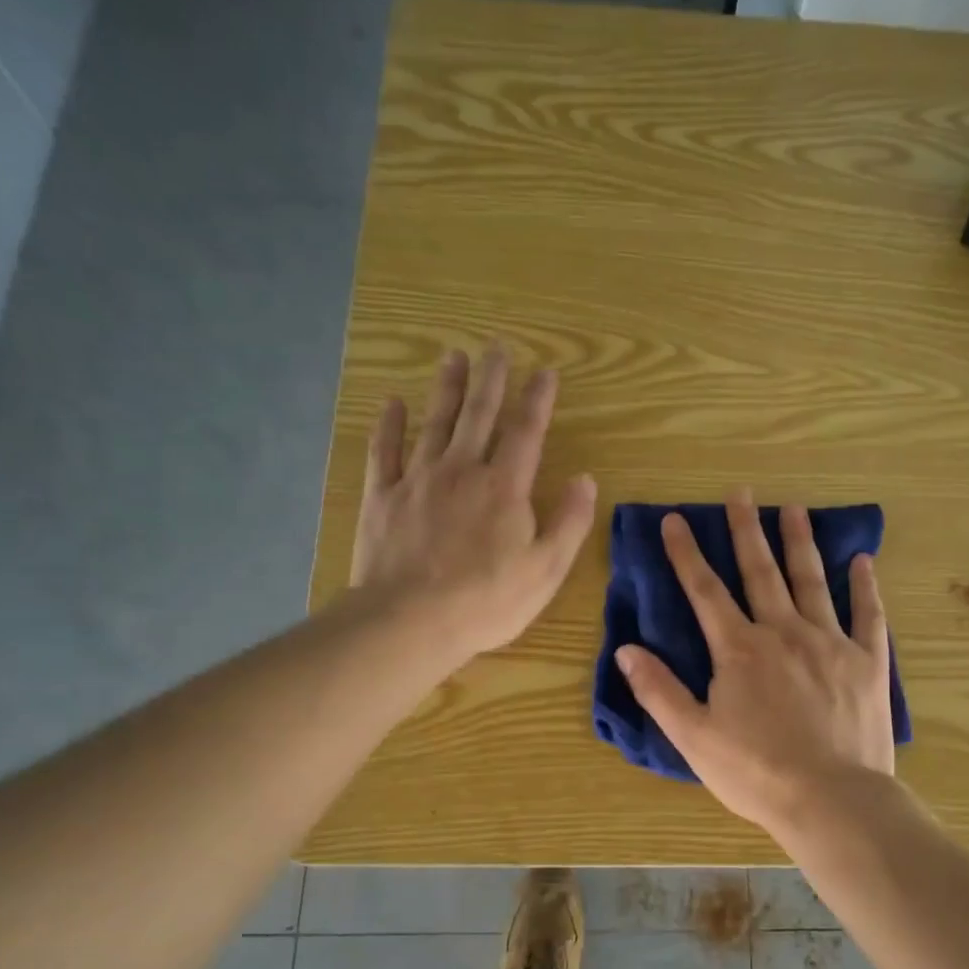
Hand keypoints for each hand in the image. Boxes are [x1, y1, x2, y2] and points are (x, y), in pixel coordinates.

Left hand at [350, 344, 595, 662]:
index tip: (545, 372)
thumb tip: (585, 479)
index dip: (537, 399)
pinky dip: (389, 425)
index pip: (526, 432)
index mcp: (504, 487)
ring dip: (446, 389)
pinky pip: (385, 451)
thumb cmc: (487, 601)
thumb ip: (569, 522)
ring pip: (435, 423)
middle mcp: (462, 471)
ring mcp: (418, 480)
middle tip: (496, 347)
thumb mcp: (546, 569)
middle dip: (491, 379)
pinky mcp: (382, 497)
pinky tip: (393, 403)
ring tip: (453, 357)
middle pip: (478, 415)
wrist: (410, 621)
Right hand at [613, 491, 894, 834]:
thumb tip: (625, 649)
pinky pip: (867, 615)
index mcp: (740, 649)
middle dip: (746, 530)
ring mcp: (830, 643)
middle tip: (741, 493)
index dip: (686, 553)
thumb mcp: (693, 737)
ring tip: (793, 509)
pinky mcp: (867, 662)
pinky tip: (864, 560)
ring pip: (812, 581)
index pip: (705, 590)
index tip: (676, 519)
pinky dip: (865, 587)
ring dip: (799, 543)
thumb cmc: (756, 772)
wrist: (832, 801)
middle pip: (760, 572)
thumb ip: (659, 690)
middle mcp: (784, 632)